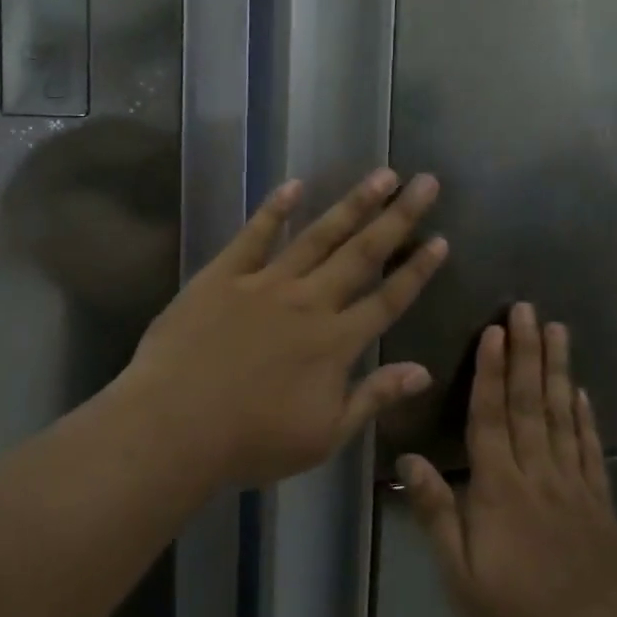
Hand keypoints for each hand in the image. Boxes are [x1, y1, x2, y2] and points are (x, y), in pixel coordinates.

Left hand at [124, 170, 447, 486]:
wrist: (175, 426)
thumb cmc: (252, 441)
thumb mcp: (324, 436)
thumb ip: (374, 398)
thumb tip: (423, 372)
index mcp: (336, 343)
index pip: (388, 300)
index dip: (417, 271)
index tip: (441, 239)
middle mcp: (309, 302)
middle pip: (362, 254)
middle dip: (398, 218)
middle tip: (425, 182)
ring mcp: (265, 284)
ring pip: (318, 236)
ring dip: (352, 204)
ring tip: (381, 175)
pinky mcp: (224, 275)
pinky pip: (255, 235)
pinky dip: (275, 209)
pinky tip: (295, 185)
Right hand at [398, 304, 616, 616]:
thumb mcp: (461, 579)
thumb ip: (437, 514)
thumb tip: (409, 459)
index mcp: (500, 490)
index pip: (491, 418)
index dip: (491, 372)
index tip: (494, 330)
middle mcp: (540, 475)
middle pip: (531, 404)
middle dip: (527, 353)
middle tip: (528, 309)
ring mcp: (576, 487)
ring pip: (563, 416)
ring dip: (558, 370)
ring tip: (558, 330)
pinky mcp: (601, 504)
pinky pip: (591, 449)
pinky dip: (586, 416)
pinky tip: (583, 392)